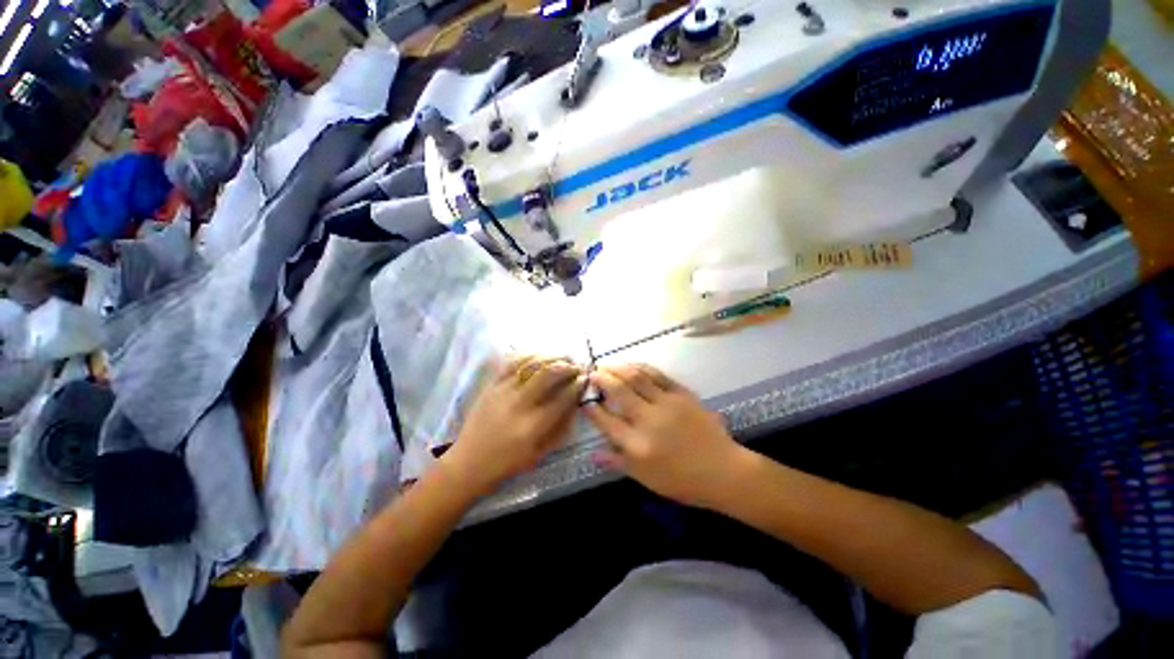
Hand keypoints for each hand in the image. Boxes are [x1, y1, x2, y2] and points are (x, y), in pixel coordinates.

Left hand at [444, 356, 585, 494]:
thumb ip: (560, 427)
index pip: (563, 398)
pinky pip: (512, 362)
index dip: (578, 385)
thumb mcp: (540, 453)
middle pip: (548, 374)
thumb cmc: (507, 463)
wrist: (468, 463)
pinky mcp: (491, 385)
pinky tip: (540, 354)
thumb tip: (575, 403)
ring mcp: (503, 391)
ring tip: (563, 357)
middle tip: (577, 365)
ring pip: (531, 364)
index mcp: (532, 426)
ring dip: (551, 356)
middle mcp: (519, 404)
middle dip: (568, 366)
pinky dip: (529, 355)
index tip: (585, 379)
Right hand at [585, 364, 743, 507]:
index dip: (592, 409)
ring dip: (618, 368)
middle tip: (592, 373)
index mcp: (638, 445)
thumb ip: (617, 462)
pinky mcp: (682, 394)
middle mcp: (649, 420)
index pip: (607, 421)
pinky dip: (641, 367)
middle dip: (602, 379)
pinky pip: (658, 375)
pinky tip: (632, 365)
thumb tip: (591, 452)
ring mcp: (667, 404)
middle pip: (619, 392)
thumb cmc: (682, 481)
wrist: (724, 471)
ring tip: (607, 364)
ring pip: (637, 378)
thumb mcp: (646, 478)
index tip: (585, 400)